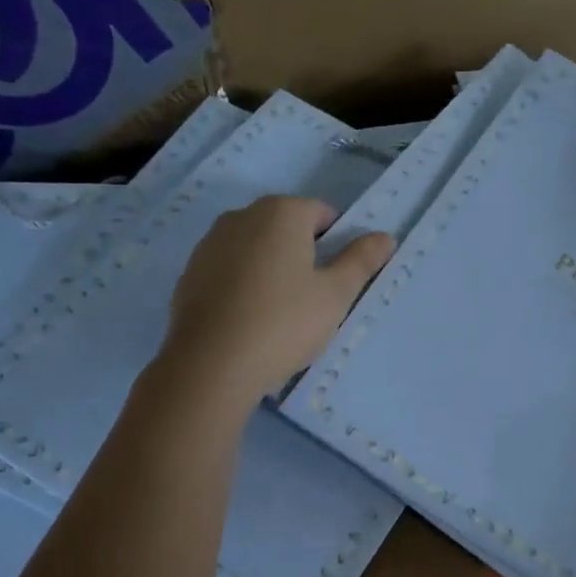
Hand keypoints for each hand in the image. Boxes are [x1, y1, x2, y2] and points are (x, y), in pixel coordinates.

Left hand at [162, 195, 394, 400]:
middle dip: (303, 253)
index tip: (337, 279)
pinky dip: (243, 284)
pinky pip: (229, 269)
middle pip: (285, 227)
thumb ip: (361, 261)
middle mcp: (242, 215)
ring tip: (279, 312)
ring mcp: (210, 243)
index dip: (337, 243)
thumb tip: (385, 237)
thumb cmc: (284, 323)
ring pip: (255, 247)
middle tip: (313, 298)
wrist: (211, 364)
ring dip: (271, 268)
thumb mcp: (335, 295)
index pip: (321, 213)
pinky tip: (248, 319)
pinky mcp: (190, 272)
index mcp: (281, 212)